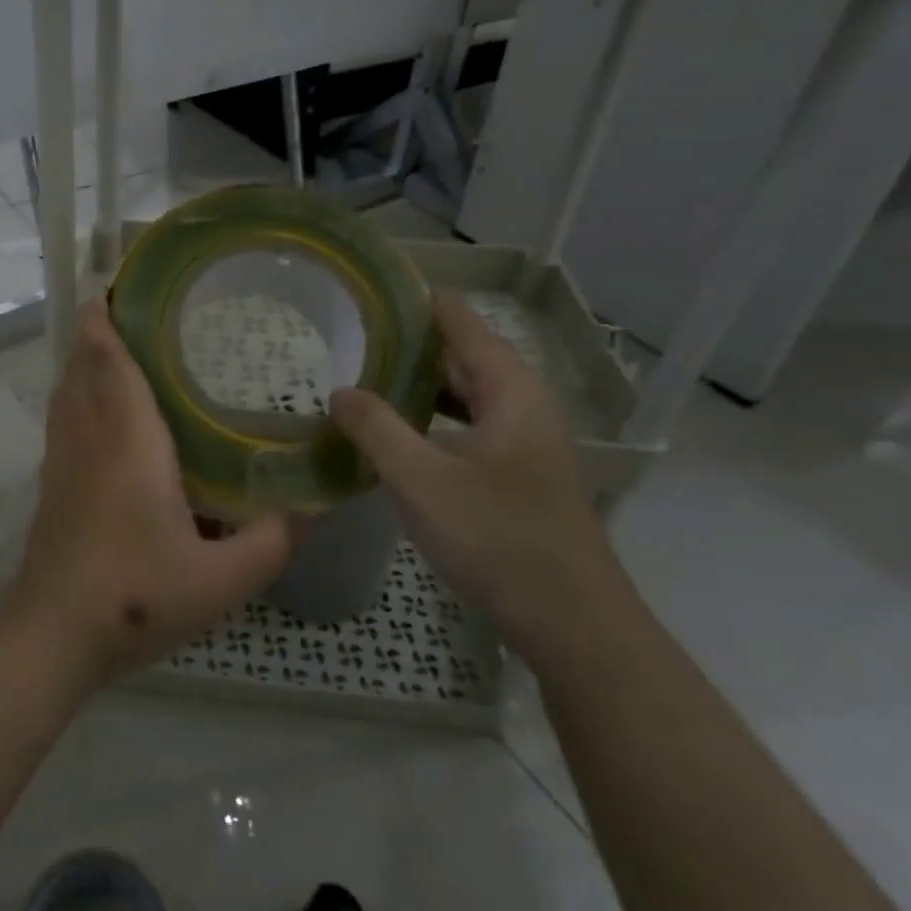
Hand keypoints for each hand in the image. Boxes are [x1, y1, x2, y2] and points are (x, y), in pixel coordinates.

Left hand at [3, 300, 292, 686]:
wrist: (54, 634)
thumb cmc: (136, 596)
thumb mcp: (221, 580)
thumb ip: (272, 541)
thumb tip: (309, 509)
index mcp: (127, 439)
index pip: (109, 359)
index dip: (107, 318)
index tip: (120, 287)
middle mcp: (88, 436)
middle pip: (83, 365)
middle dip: (100, 331)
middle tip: (140, 313)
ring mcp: (61, 459)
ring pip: (66, 390)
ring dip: (86, 362)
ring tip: (124, 352)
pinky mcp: (51, 483)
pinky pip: (62, 419)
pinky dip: (78, 396)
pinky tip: (107, 417)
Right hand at [330, 290, 624, 656]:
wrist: (571, 622)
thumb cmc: (498, 539)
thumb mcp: (422, 480)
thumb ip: (376, 429)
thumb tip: (340, 390)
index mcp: (510, 390)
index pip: (461, 320)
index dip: (418, 300)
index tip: (369, 287)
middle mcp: (522, 405)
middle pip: (462, 354)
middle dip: (409, 342)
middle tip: (349, 332)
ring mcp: (522, 441)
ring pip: (464, 394)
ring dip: (418, 383)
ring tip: (362, 374)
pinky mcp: (515, 473)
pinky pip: (466, 426)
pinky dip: (430, 418)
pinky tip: (395, 432)